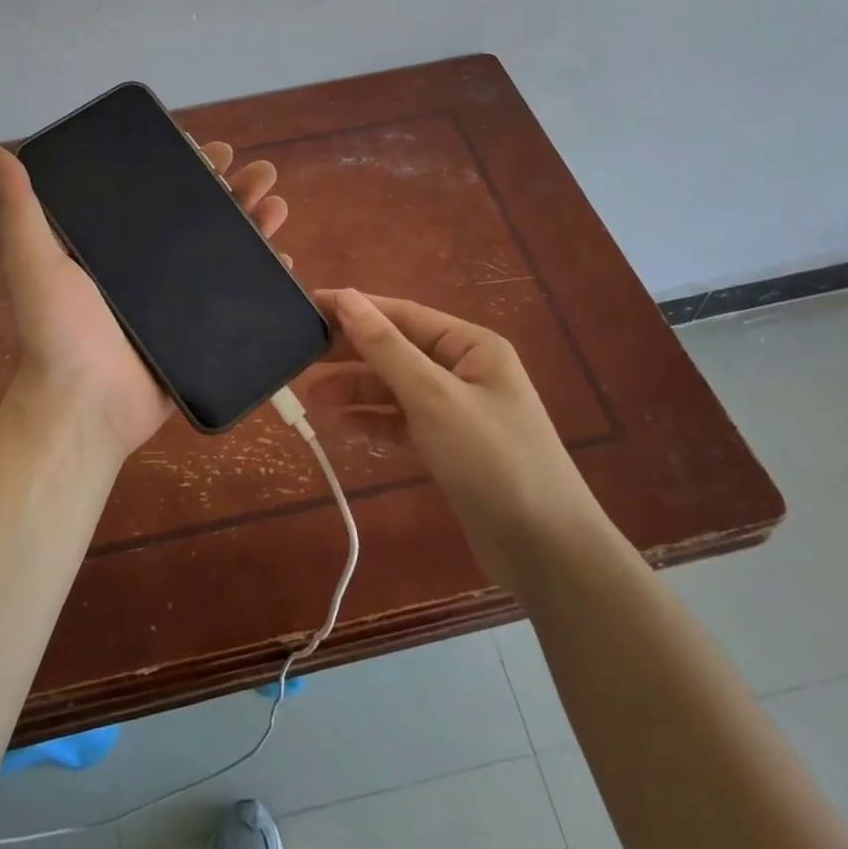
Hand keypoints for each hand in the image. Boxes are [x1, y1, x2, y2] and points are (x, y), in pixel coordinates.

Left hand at [0, 141, 289, 461]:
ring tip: (277, 203)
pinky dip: (264, 274)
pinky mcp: (203, 329)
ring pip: (227, 248)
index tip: (213, 149)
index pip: (159, 192)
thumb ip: (20, 208)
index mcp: (119, 244)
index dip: (189, 167)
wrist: (84, 408)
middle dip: (234, 188)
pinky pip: (239, 294)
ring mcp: (182, 298)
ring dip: (255, 222)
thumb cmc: (58, 332)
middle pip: (202, 215)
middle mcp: (153, 265)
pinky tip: (284, 257)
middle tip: (260, 171)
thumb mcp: (33, 262)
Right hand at [302, 289, 609, 593]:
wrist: (546, 550)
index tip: (309, 305)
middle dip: (352, 353)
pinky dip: (373, 421)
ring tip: (310, 396)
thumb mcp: (434, 396)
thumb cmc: (492, 459)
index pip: (403, 314)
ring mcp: (458, 410)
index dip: (355, 309)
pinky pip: (403, 422)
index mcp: (471, 346)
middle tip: (301, 355)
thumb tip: (347, 298)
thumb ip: (386, 347)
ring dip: (356, 390)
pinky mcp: (450, 447)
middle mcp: (465, 370)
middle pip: (398, 350)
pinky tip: (339, 426)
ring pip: (396, 388)